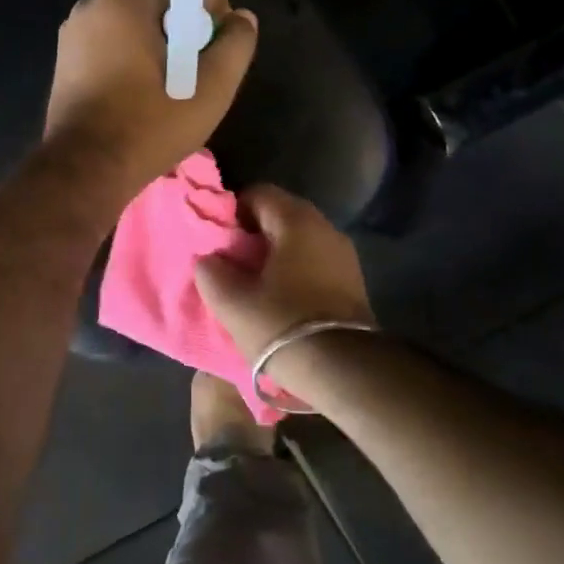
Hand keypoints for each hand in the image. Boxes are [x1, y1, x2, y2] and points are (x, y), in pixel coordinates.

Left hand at [43, 0, 258, 204]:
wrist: (81, 173)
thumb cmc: (145, 128)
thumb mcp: (207, 91)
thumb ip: (234, 46)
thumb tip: (241, 19)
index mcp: (122, 1)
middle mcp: (92, 7)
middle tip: (215, 27)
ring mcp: (76, 34)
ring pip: (131, 6)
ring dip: (167, 18)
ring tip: (192, 59)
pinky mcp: (70, 60)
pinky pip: (114, 29)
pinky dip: (143, 35)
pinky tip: (162, 74)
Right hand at [193, 185, 374, 364]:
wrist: (343, 369)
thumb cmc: (281, 324)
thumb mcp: (231, 302)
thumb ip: (211, 271)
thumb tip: (209, 259)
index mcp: (297, 221)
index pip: (259, 193)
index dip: (233, 210)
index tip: (219, 237)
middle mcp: (326, 228)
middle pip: (281, 214)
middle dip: (254, 232)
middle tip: (231, 259)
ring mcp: (345, 255)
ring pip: (300, 239)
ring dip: (276, 252)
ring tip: (253, 280)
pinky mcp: (353, 281)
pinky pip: (315, 261)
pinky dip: (295, 269)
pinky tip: (280, 295)